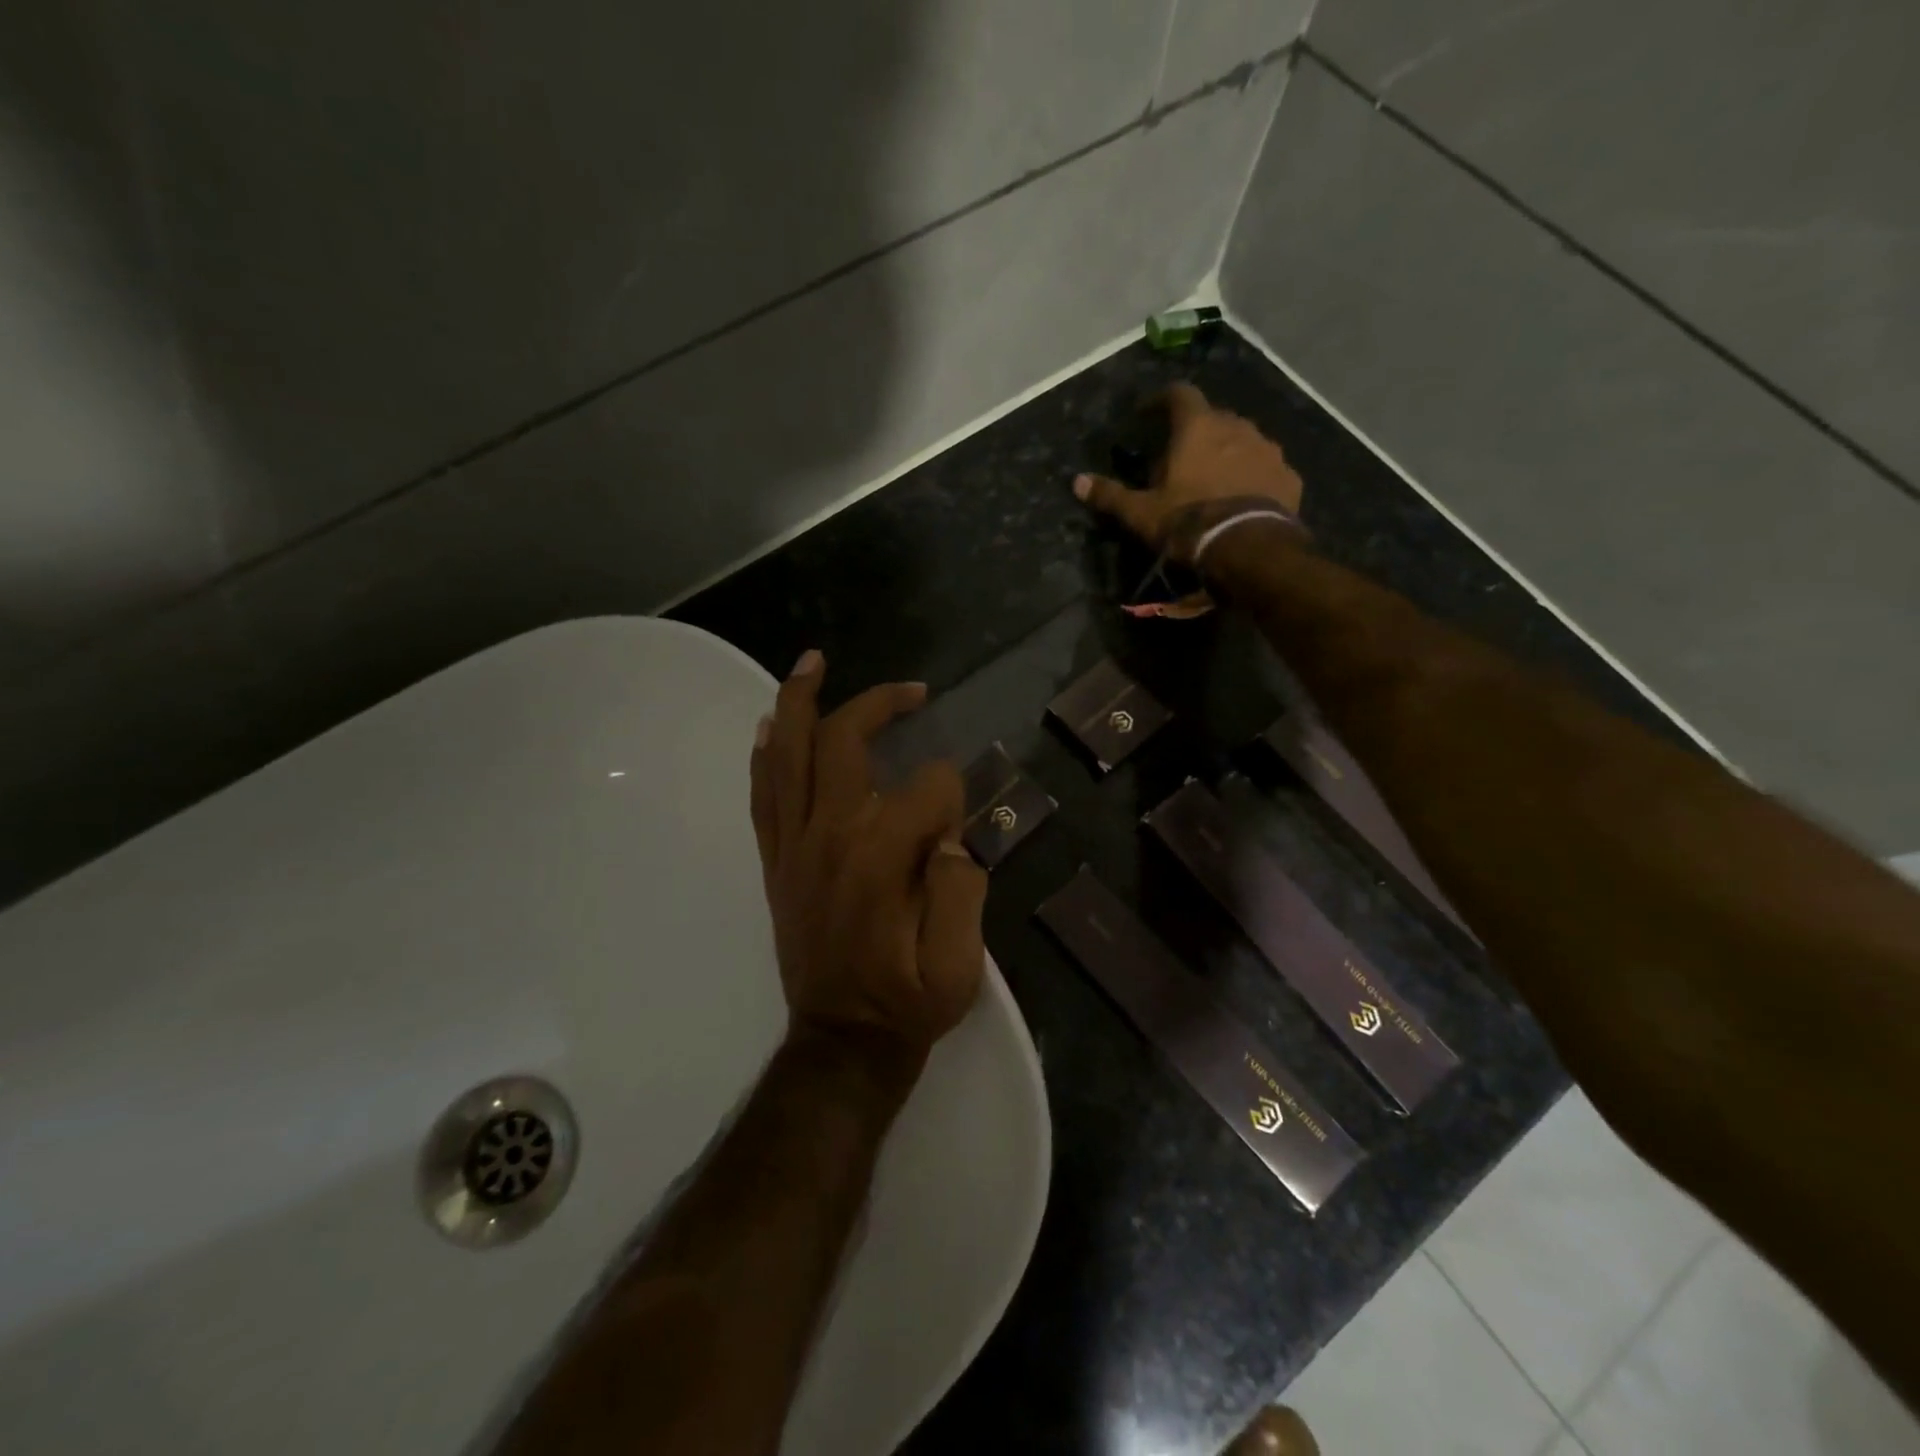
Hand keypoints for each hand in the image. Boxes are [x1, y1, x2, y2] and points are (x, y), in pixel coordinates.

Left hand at [749, 650, 987, 1073]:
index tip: (963, 823)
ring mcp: (794, 845)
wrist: (842, 1042)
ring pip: (790, 754)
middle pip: (845, 742)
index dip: (955, 792)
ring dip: (801, 702)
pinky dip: (766, 752)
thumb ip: (962, 888)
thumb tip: (950, 834)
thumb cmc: (907, 1003)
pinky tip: (772, 723)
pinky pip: (763, 793)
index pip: (928, 788)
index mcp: (881, 857)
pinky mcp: (776, 860)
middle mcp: (830, 836)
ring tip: (813, 661)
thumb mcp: (959, 964)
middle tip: (911, 691)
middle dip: (880, 705)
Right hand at [1073, 383, 1304, 560]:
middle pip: (1212, 418)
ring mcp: (1268, 449)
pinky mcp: (1288, 475)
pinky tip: (1243, 497)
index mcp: (1198, 427)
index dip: (1161, 400)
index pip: (1179, 394)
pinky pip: (1265, 467)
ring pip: (1242, 440)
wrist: (1249, 548)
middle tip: (1180, 459)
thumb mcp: (1141, 513)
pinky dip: (1252, 475)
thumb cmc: (1189, 522)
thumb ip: (1111, 495)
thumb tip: (1077, 482)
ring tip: (1213, 479)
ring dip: (1227, 452)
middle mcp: (1237, 426)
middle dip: (1195, 433)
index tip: (1148, 413)